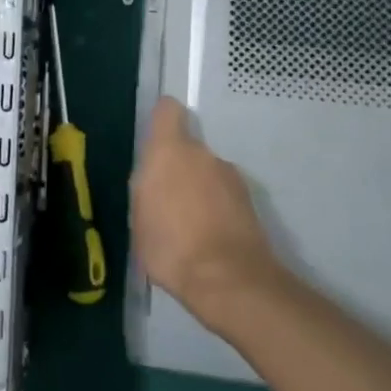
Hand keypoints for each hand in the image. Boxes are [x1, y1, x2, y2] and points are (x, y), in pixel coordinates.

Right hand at [131, 96, 284, 323]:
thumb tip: (154, 179)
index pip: (168, 110)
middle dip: (177, 167)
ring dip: (198, 189)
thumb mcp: (140, 217)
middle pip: (187, 148)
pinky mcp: (250, 201)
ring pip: (207, 173)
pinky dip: (216, 208)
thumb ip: (146, 188)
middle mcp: (203, 154)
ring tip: (188, 225)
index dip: (161, 118)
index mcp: (170, 150)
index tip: (154, 137)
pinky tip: (207, 237)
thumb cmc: (171, 245)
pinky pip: (223, 195)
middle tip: (165, 200)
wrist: (229, 280)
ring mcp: (231, 176)